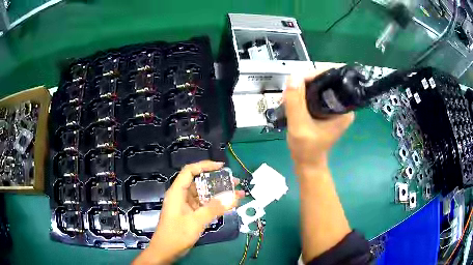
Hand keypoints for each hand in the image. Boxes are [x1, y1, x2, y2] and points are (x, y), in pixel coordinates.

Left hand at [133, 161, 243, 264]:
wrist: (166, 251)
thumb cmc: (176, 234)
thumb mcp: (196, 221)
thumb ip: (214, 209)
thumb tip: (233, 197)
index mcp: (177, 192)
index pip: (190, 171)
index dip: (205, 165)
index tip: (222, 167)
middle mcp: (181, 196)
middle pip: (199, 182)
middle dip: (217, 181)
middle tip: (234, 182)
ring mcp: (185, 206)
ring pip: (203, 195)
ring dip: (218, 194)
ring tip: (236, 194)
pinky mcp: (189, 214)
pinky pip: (204, 205)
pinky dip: (215, 205)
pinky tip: (227, 206)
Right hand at [284, 68, 354, 171]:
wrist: (307, 163)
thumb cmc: (306, 148)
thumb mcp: (299, 126)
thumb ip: (295, 102)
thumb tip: (293, 76)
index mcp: (344, 109)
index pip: (334, 79)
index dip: (316, 74)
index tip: (298, 79)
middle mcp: (342, 105)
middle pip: (326, 80)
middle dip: (306, 80)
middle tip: (290, 88)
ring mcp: (334, 107)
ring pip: (319, 86)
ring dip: (303, 86)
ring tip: (289, 95)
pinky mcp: (327, 109)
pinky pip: (316, 93)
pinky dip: (303, 93)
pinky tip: (292, 98)